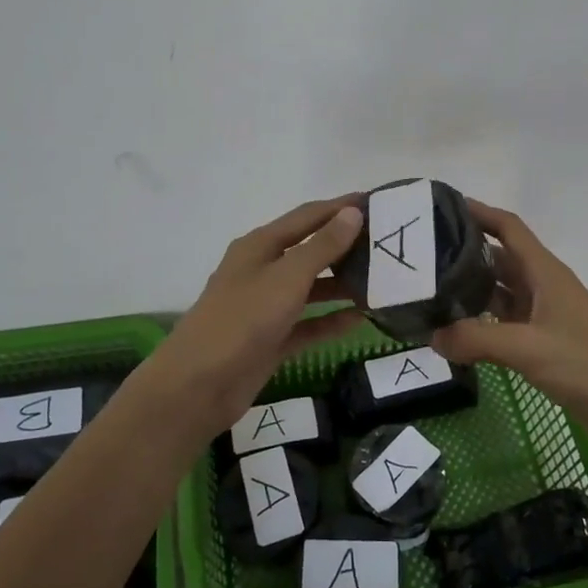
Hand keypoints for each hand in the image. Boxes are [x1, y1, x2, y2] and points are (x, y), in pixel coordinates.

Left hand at [136, 197, 366, 446]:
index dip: (341, 207)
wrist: (199, 385)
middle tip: (388, 245)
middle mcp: (263, 270)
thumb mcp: (287, 277)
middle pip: (311, 250)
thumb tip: (352, 213)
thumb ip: (322, 246)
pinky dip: (332, 320)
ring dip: (343, 284)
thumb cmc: (243, 320)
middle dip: (347, 246)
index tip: (378, 202)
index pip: (308, 216)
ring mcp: (266, 306)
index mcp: (261, 246)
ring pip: (312, 288)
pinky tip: (362, 319)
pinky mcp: (272, 339)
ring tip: (383, 281)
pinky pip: (309, 324)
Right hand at [430, 200, 587, 471]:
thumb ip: (478, 339)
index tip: (440, 208)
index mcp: (545, 273)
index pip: (508, 228)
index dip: (478, 212)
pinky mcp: (544, 347)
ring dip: (469, 292)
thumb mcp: (530, 348)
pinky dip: (480, 326)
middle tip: (418, 258)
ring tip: (426, 293)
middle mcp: (543, 288)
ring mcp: (544, 318)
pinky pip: (504, 326)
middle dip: (463, 254)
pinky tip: (453, 335)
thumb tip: (432, 337)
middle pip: (498, 259)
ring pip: (499, 294)